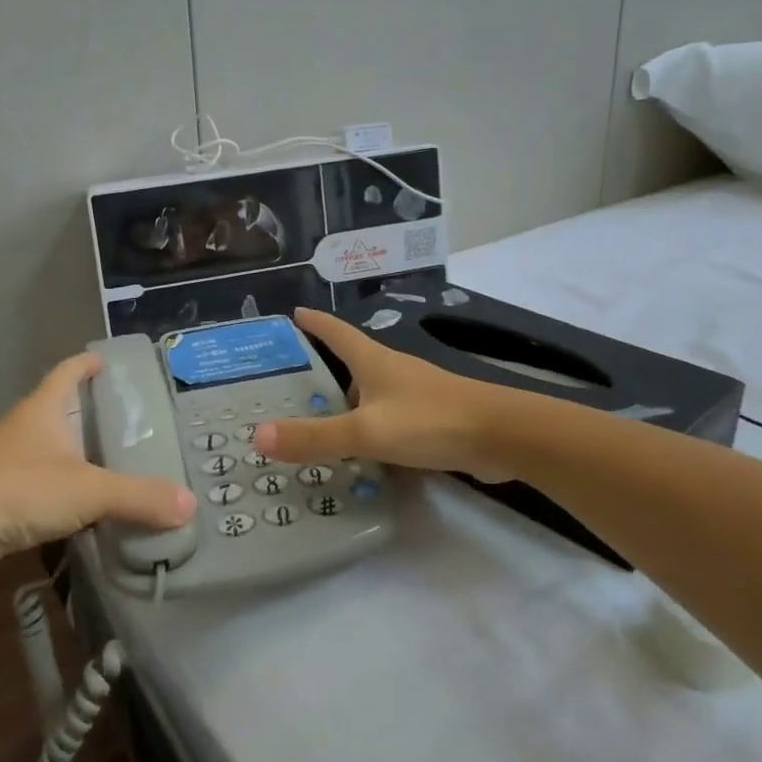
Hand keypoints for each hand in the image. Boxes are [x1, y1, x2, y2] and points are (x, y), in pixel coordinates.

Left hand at [0, 354, 196, 590]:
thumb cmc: (18, 490)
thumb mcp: (88, 490)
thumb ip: (139, 496)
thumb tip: (189, 503)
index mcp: (44, 410)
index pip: (68, 372)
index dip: (88, 364)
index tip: (111, 363)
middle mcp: (28, 430)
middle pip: (64, 411)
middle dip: (96, 414)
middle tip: (139, 424)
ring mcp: (13, 465)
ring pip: (57, 453)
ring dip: (84, 457)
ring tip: (125, 466)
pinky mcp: (6, 500)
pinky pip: (48, 489)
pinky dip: (71, 494)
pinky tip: (95, 511)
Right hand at [255, 308, 511, 481]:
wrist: (502, 436)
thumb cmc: (429, 421)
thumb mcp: (365, 431)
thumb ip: (315, 437)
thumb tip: (258, 436)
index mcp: (373, 361)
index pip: (336, 332)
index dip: (314, 322)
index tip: (294, 312)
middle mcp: (392, 371)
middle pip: (351, 362)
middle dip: (323, 368)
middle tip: (290, 382)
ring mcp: (414, 394)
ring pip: (370, 393)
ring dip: (347, 402)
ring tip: (318, 420)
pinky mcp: (431, 418)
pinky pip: (389, 417)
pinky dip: (370, 426)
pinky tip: (362, 448)